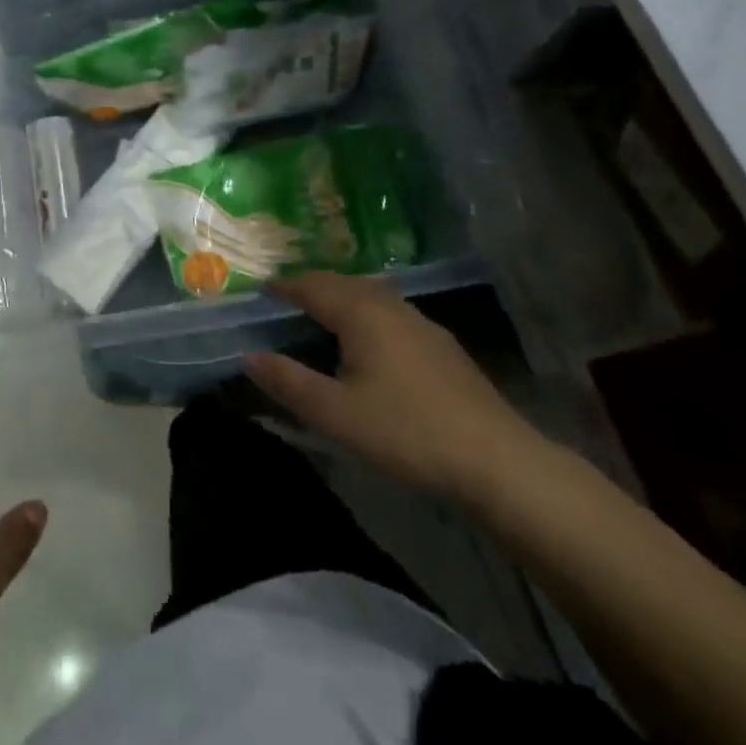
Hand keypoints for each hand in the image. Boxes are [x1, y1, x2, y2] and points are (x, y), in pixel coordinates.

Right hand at [245, 272, 544, 500]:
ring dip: (341, 297)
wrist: (496, 461)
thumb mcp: (335, 414)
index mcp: (361, 313)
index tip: (261, 289)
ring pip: (371, 295)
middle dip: (312, 286)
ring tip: (322, 314)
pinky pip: (391, 312)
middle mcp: (391, 307)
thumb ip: (288, 382)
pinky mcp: (442, 346)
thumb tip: (249, 356)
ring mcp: (422, 324)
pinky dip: (366, 313)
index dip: (284, 286)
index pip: (312, 286)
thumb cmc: (406, 432)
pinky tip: (369, 341)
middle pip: (343, 283)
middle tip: (286, 299)